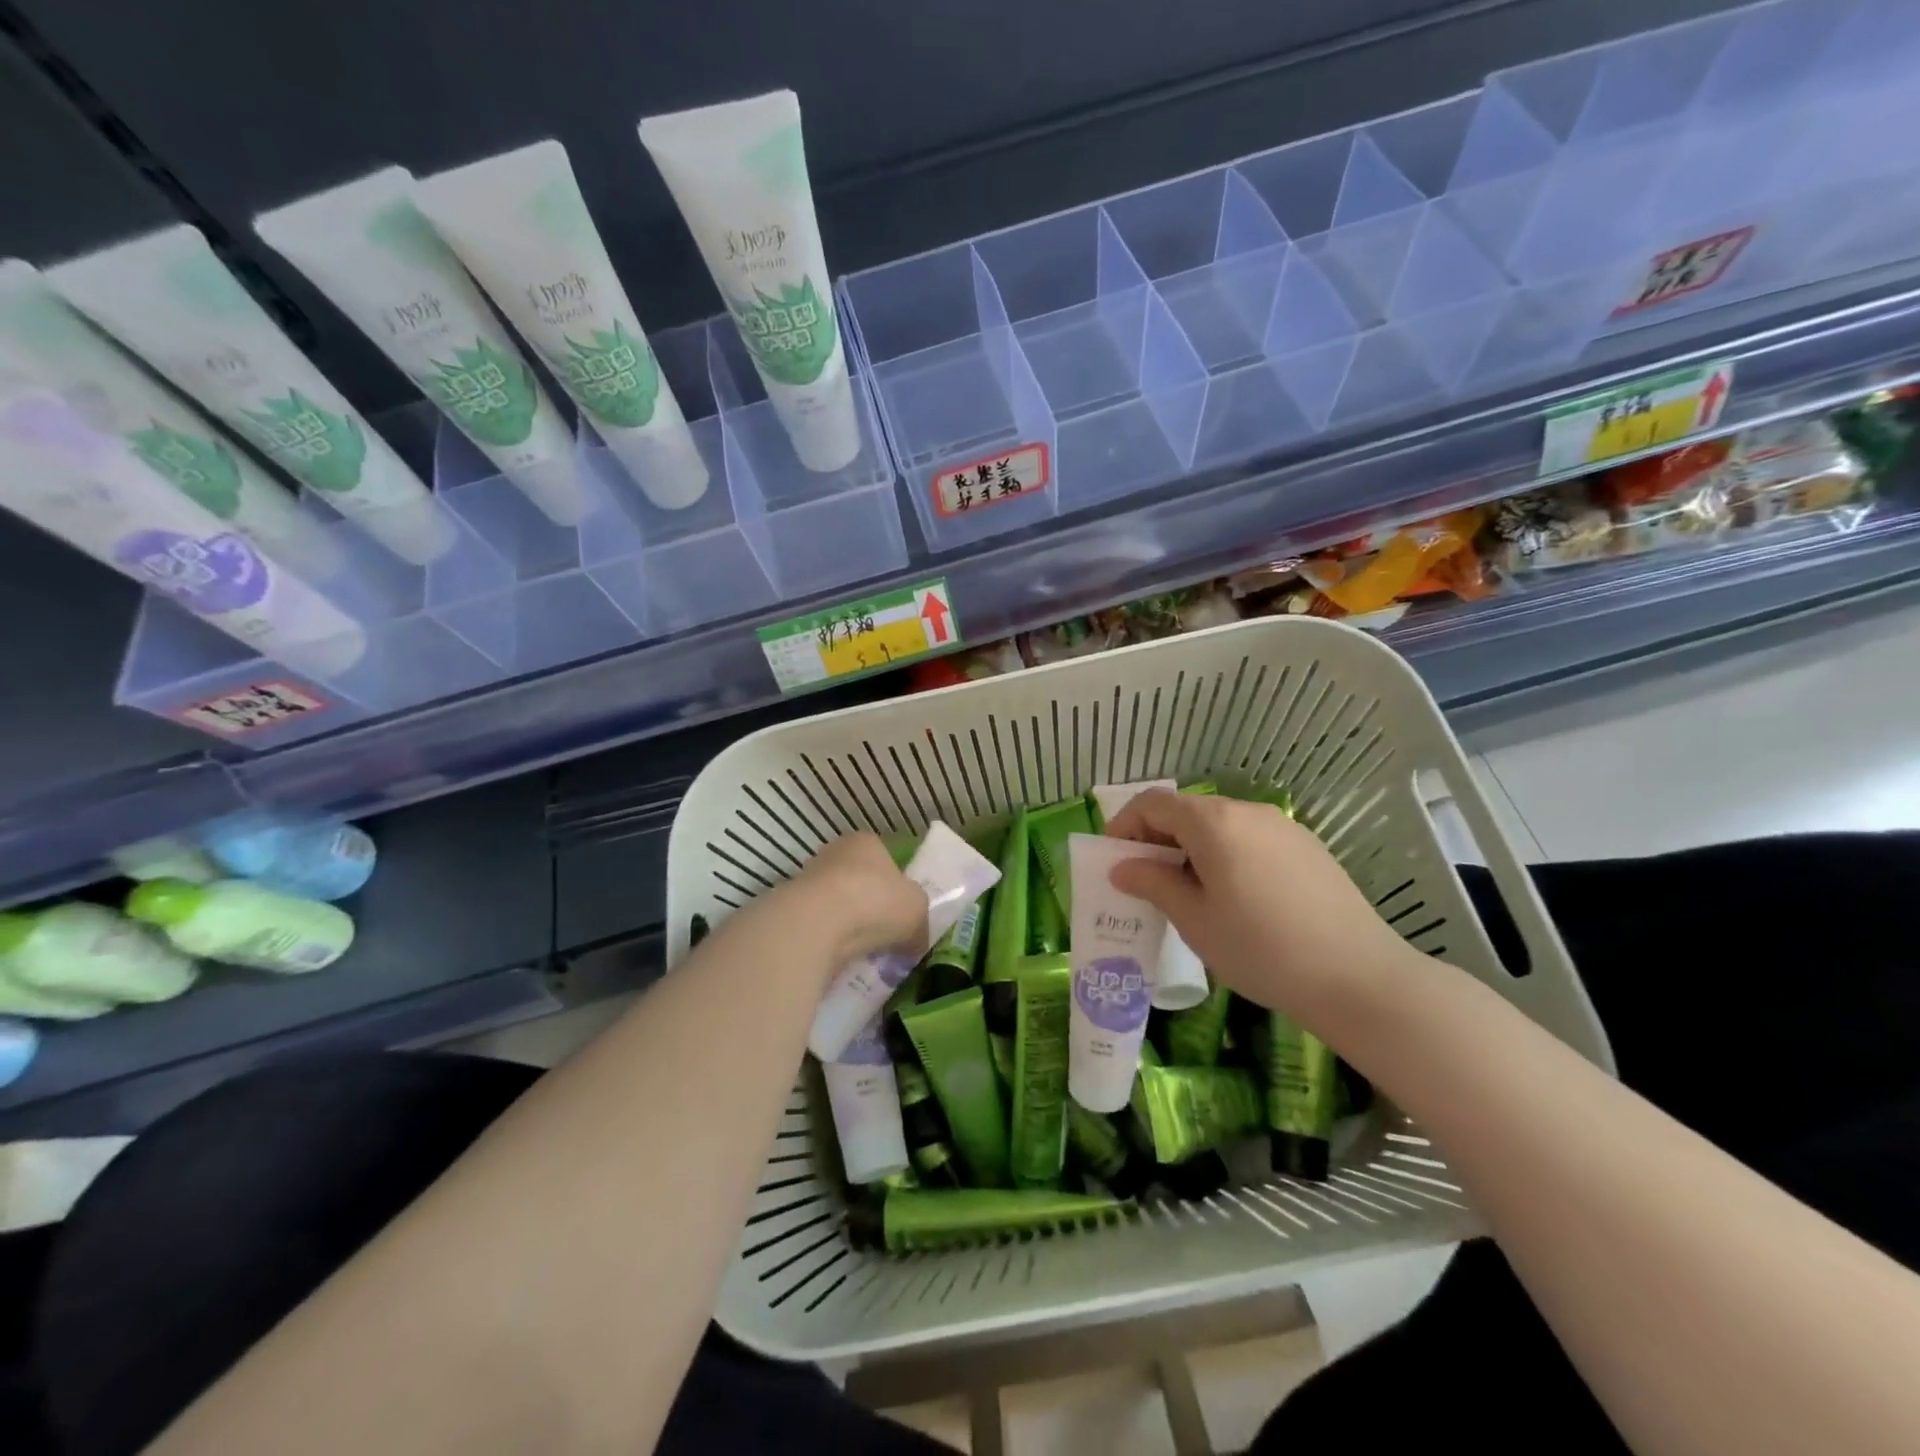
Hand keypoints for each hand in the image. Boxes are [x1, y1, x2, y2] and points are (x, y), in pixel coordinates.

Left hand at [774, 831, 929, 972]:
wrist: (818, 922)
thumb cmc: (876, 901)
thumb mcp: (917, 910)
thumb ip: (920, 923)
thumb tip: (916, 942)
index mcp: (868, 842)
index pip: (885, 858)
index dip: (897, 885)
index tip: (902, 912)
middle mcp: (836, 852)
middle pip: (859, 881)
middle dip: (871, 906)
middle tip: (886, 934)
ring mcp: (809, 878)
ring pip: (838, 904)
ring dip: (849, 924)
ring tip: (864, 950)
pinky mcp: (792, 908)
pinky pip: (820, 925)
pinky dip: (830, 939)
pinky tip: (841, 955)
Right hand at [1102, 791, 1419, 1027]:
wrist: (1358, 977)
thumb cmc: (1261, 948)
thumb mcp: (1194, 920)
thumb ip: (1153, 883)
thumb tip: (1121, 867)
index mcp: (1213, 822)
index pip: (1153, 803)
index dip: (1125, 826)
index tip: (1115, 861)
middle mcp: (1247, 811)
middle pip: (1187, 810)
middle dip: (1157, 839)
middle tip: (1146, 882)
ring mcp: (1282, 827)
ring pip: (1220, 824)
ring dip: (1191, 848)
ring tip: (1189, 894)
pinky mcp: (1307, 847)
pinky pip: (1250, 838)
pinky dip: (1225, 854)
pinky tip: (1235, 898)